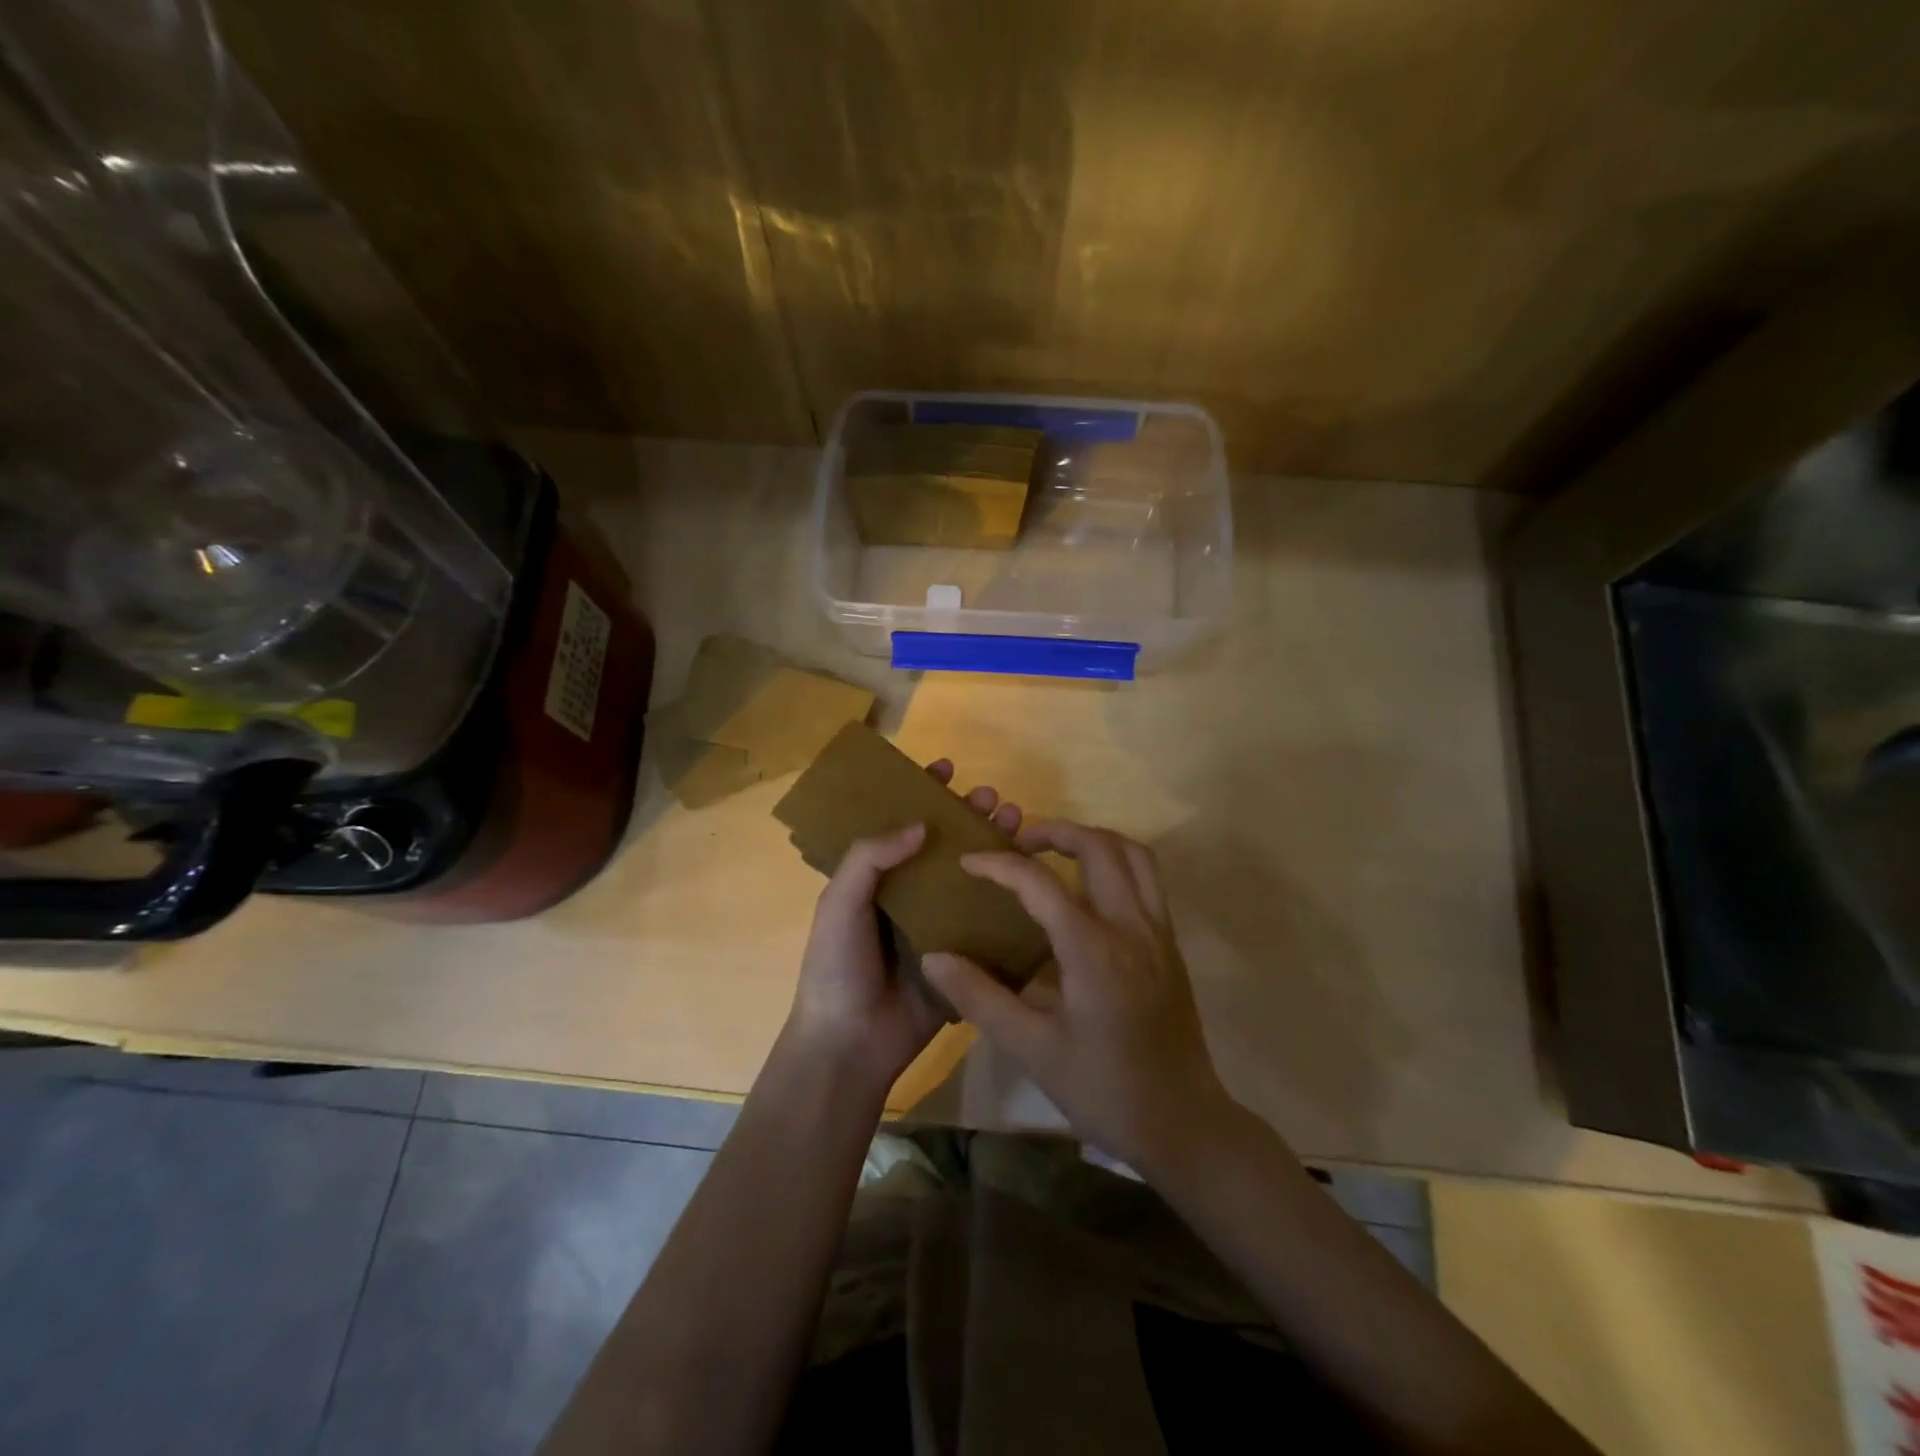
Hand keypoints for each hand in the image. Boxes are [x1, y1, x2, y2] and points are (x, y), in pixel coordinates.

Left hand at [784, 759, 1022, 1096]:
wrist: (852, 1043)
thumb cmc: (837, 966)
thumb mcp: (839, 903)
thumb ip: (869, 858)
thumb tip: (920, 824)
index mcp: (875, 879)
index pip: (901, 824)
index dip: (921, 793)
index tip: (946, 768)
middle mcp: (909, 894)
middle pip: (944, 844)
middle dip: (967, 814)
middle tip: (991, 797)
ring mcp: (938, 924)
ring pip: (970, 875)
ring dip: (992, 845)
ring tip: (1015, 820)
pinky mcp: (962, 954)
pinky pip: (987, 918)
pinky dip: (1008, 895)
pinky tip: (1031, 873)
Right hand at [919, 820, 1236, 1173]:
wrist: (1183, 1123)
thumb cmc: (1104, 1089)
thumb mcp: (1032, 1050)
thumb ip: (981, 998)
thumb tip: (934, 958)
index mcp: (1094, 950)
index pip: (1041, 883)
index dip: (1000, 864)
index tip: (969, 860)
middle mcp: (1132, 926)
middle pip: (1099, 847)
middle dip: (1054, 831)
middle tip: (1018, 844)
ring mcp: (1159, 932)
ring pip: (1133, 854)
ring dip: (1093, 840)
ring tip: (1056, 852)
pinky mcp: (1170, 944)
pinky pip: (1148, 879)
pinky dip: (1117, 862)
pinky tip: (1089, 890)